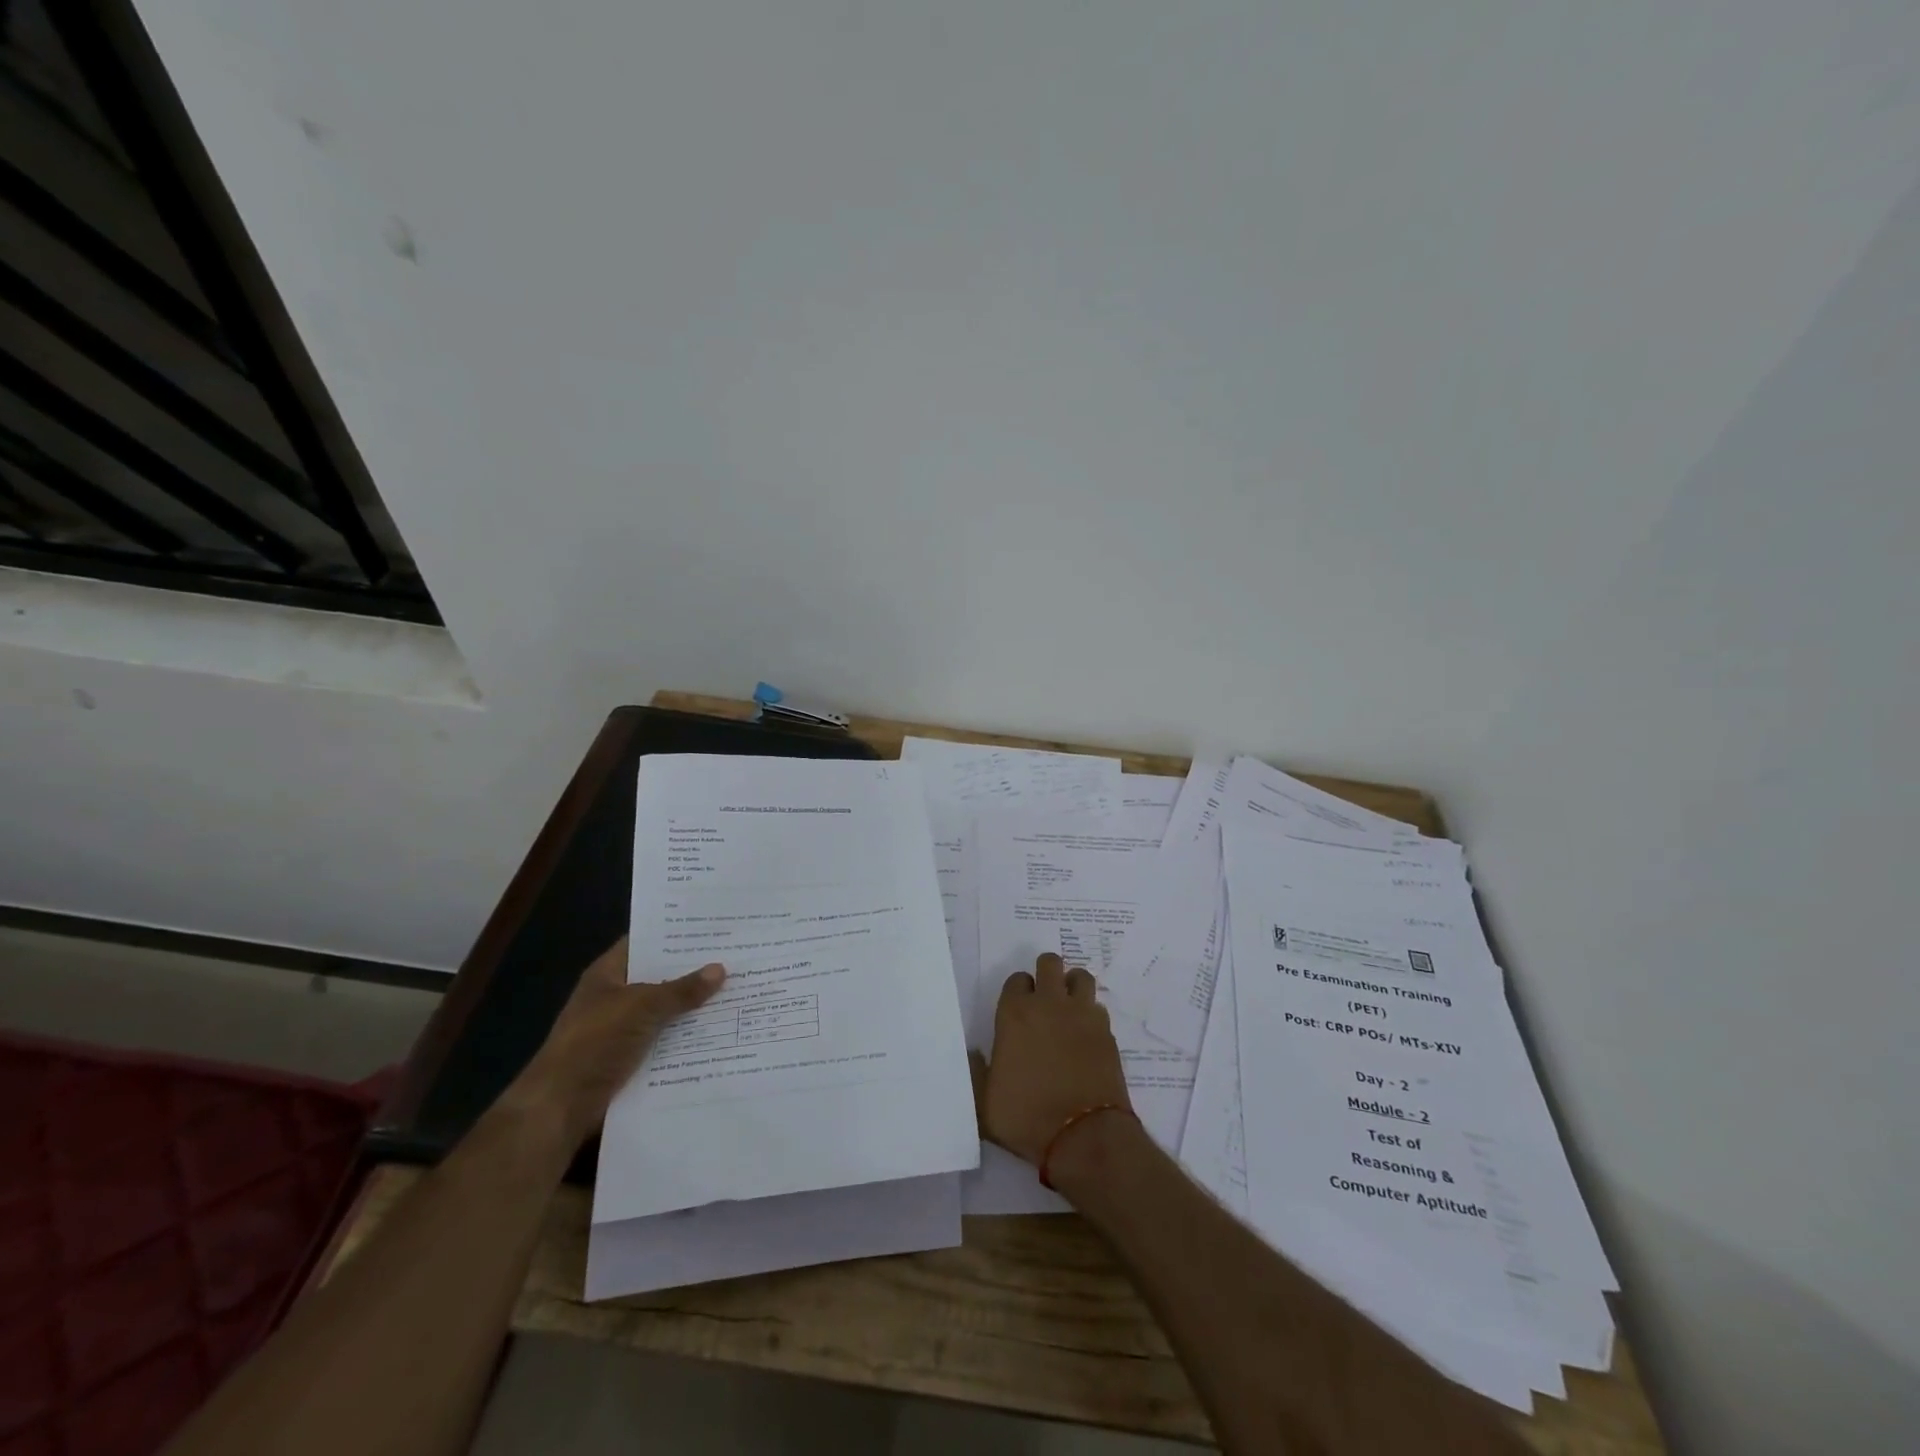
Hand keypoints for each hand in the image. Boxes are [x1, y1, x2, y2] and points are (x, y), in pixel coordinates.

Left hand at [508, 937, 724, 1147]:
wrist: (561, 1107)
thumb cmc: (596, 1042)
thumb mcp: (642, 1007)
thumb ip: (681, 989)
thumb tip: (720, 969)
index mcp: (609, 974)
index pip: (644, 943)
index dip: (674, 934)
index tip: (711, 927)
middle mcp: (616, 998)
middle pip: (660, 978)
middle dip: (693, 972)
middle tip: (737, 958)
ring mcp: (624, 1030)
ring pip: (666, 1012)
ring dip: (695, 1008)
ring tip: (738, 993)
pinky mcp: (632, 1060)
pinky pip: (667, 1042)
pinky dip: (689, 1039)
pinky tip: (722, 1032)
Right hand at [974, 952, 1132, 1165]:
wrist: (1082, 1136)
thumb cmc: (1026, 1118)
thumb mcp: (984, 1103)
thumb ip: (976, 1072)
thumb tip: (973, 1052)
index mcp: (1015, 1014)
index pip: (1016, 979)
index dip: (1018, 992)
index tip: (1018, 1010)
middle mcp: (1048, 1004)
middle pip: (1049, 963)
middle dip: (1046, 974)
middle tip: (1044, 999)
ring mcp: (1082, 1014)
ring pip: (1080, 976)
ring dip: (1073, 986)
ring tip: (1069, 1008)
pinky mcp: (1107, 1031)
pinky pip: (1098, 1007)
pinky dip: (1092, 1015)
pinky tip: (1087, 1035)